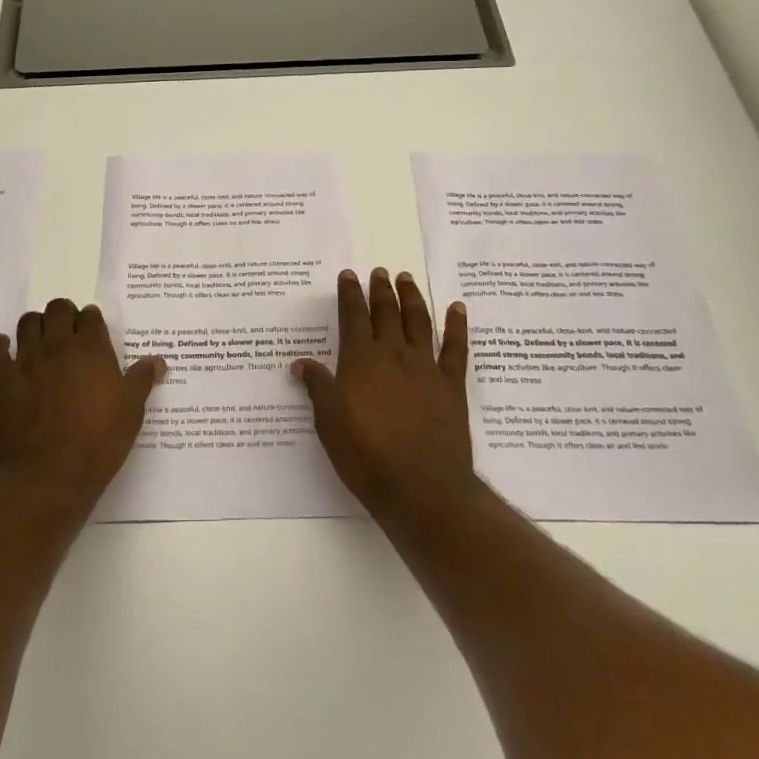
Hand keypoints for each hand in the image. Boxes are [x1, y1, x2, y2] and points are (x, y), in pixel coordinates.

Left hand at [0, 298, 166, 501]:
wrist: (51, 474)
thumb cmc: (99, 441)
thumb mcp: (131, 411)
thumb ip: (142, 379)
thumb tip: (157, 360)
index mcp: (92, 348)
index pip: (90, 315)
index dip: (92, 321)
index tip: (93, 334)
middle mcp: (58, 345)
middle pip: (58, 309)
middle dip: (64, 315)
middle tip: (68, 335)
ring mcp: (26, 360)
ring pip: (28, 323)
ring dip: (36, 326)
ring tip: (41, 342)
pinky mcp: (1, 379)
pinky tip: (6, 353)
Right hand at [293, 268, 476, 520]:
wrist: (421, 487)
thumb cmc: (367, 456)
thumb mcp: (329, 423)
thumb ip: (318, 388)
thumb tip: (301, 363)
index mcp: (361, 360)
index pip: (353, 317)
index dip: (350, 294)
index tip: (349, 275)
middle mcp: (393, 355)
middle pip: (386, 313)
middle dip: (381, 290)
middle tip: (380, 271)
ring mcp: (426, 367)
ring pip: (419, 322)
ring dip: (412, 297)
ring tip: (407, 279)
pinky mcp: (451, 386)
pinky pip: (456, 348)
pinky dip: (457, 326)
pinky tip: (458, 308)